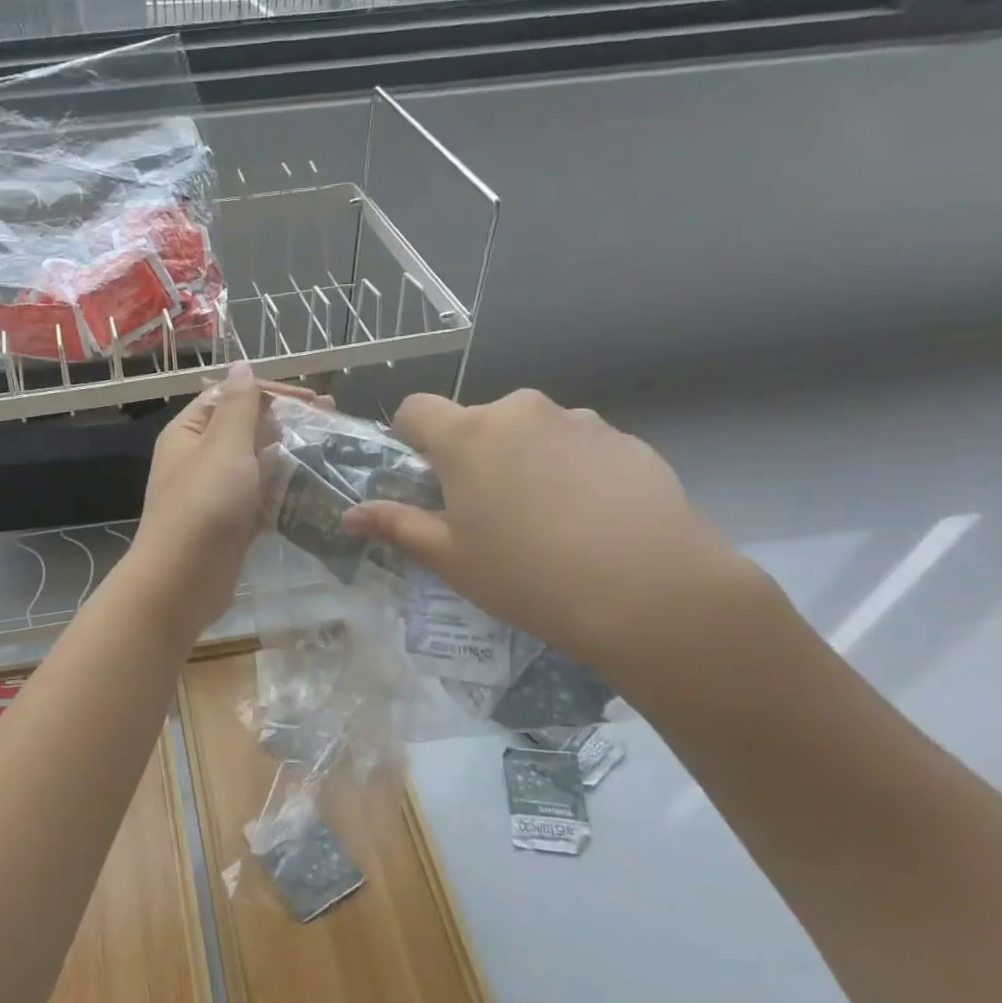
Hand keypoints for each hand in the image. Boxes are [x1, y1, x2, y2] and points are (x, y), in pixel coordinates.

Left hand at [130, 366, 315, 633]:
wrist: (182, 581)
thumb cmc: (204, 505)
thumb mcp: (224, 445)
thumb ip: (239, 405)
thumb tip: (241, 365)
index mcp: (190, 432)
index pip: (232, 396)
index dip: (272, 393)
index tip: (315, 401)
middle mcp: (199, 458)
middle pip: (246, 429)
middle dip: (286, 423)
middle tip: (332, 421)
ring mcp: (216, 493)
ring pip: (256, 464)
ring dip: (288, 456)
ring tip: (330, 451)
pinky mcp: (231, 523)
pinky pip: (260, 498)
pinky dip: (282, 491)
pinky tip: (312, 488)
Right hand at [341, 390, 752, 679]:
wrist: (652, 593)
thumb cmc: (528, 576)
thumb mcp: (450, 559)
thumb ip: (397, 526)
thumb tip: (350, 516)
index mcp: (468, 436)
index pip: (416, 409)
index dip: (410, 439)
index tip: (424, 480)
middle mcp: (522, 411)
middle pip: (477, 422)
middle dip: (472, 456)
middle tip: (487, 514)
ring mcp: (580, 422)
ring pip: (531, 433)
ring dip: (523, 461)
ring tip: (547, 523)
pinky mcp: (628, 440)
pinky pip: (579, 447)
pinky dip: (571, 472)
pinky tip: (591, 522)